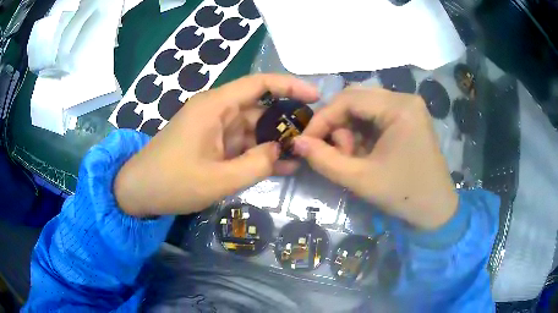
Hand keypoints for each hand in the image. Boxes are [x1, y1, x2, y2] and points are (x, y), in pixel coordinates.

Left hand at [115, 74, 318, 216]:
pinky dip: (259, 153)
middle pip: (260, 108)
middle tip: (315, 137)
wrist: (139, 191)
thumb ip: (256, 165)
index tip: (315, 98)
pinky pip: (241, 143)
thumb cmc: (172, 182)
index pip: (259, 84)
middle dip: (287, 122)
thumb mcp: (218, 179)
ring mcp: (214, 128)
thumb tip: (282, 151)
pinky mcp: (212, 143)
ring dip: (275, 142)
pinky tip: (282, 165)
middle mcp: (216, 110)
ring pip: (253, 128)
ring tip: (303, 155)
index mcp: (215, 106)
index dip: (290, 87)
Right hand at [293, 88, 457, 229]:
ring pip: (364, 108)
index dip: (322, 118)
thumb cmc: (403, 195)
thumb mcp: (360, 179)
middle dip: (337, 125)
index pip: (349, 99)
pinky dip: (362, 133)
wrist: (436, 210)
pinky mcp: (408, 118)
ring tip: (351, 157)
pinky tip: (364, 153)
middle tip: (334, 152)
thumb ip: (324, 159)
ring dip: (350, 130)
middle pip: (356, 99)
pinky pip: (375, 117)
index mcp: (399, 107)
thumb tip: (296, 142)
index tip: (305, 141)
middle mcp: (405, 99)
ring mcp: (408, 107)